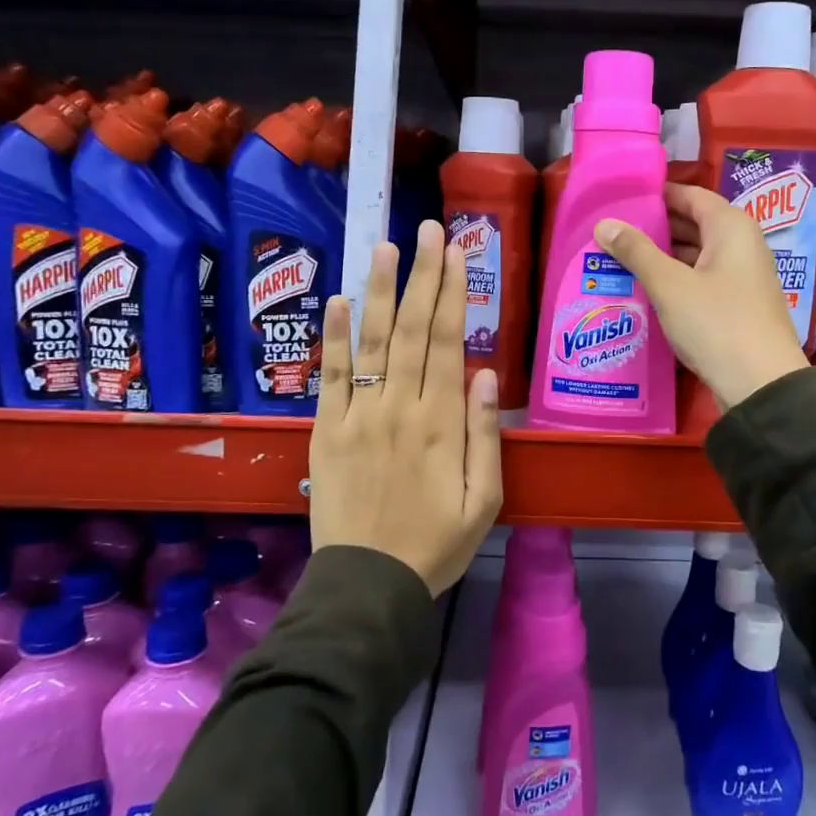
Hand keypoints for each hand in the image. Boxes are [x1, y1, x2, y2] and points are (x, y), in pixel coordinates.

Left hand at [308, 221, 503, 595]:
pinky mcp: (327, 431)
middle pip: (413, 329)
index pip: (448, 342)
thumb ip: (486, 434)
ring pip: (372, 342)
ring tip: (384, 246)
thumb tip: (487, 373)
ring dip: (379, 291)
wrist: (368, 585)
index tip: (455, 252)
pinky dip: (333, 337)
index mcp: (442, 422)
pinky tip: (336, 301)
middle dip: (422, 275)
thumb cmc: (436, 544)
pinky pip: (331, 376)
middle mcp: (400, 407)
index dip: (453, 292)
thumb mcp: (484, 500)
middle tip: (427, 230)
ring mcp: (359, 416)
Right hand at [595, 183, 807, 410]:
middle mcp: (742, 245)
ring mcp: (743, 277)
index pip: (690, 195)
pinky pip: (702, 280)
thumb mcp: (669, 285)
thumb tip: (604, 224)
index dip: (657, 195)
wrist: (760, 384)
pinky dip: (676, 280)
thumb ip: (636, 251)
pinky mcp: (738, 305)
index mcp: (731, 227)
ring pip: (696, 255)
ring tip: (620, 261)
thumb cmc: (715, 322)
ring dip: (663, 257)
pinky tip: (646, 290)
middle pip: (694, 224)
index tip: (622, 200)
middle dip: (655, 228)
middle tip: (613, 233)